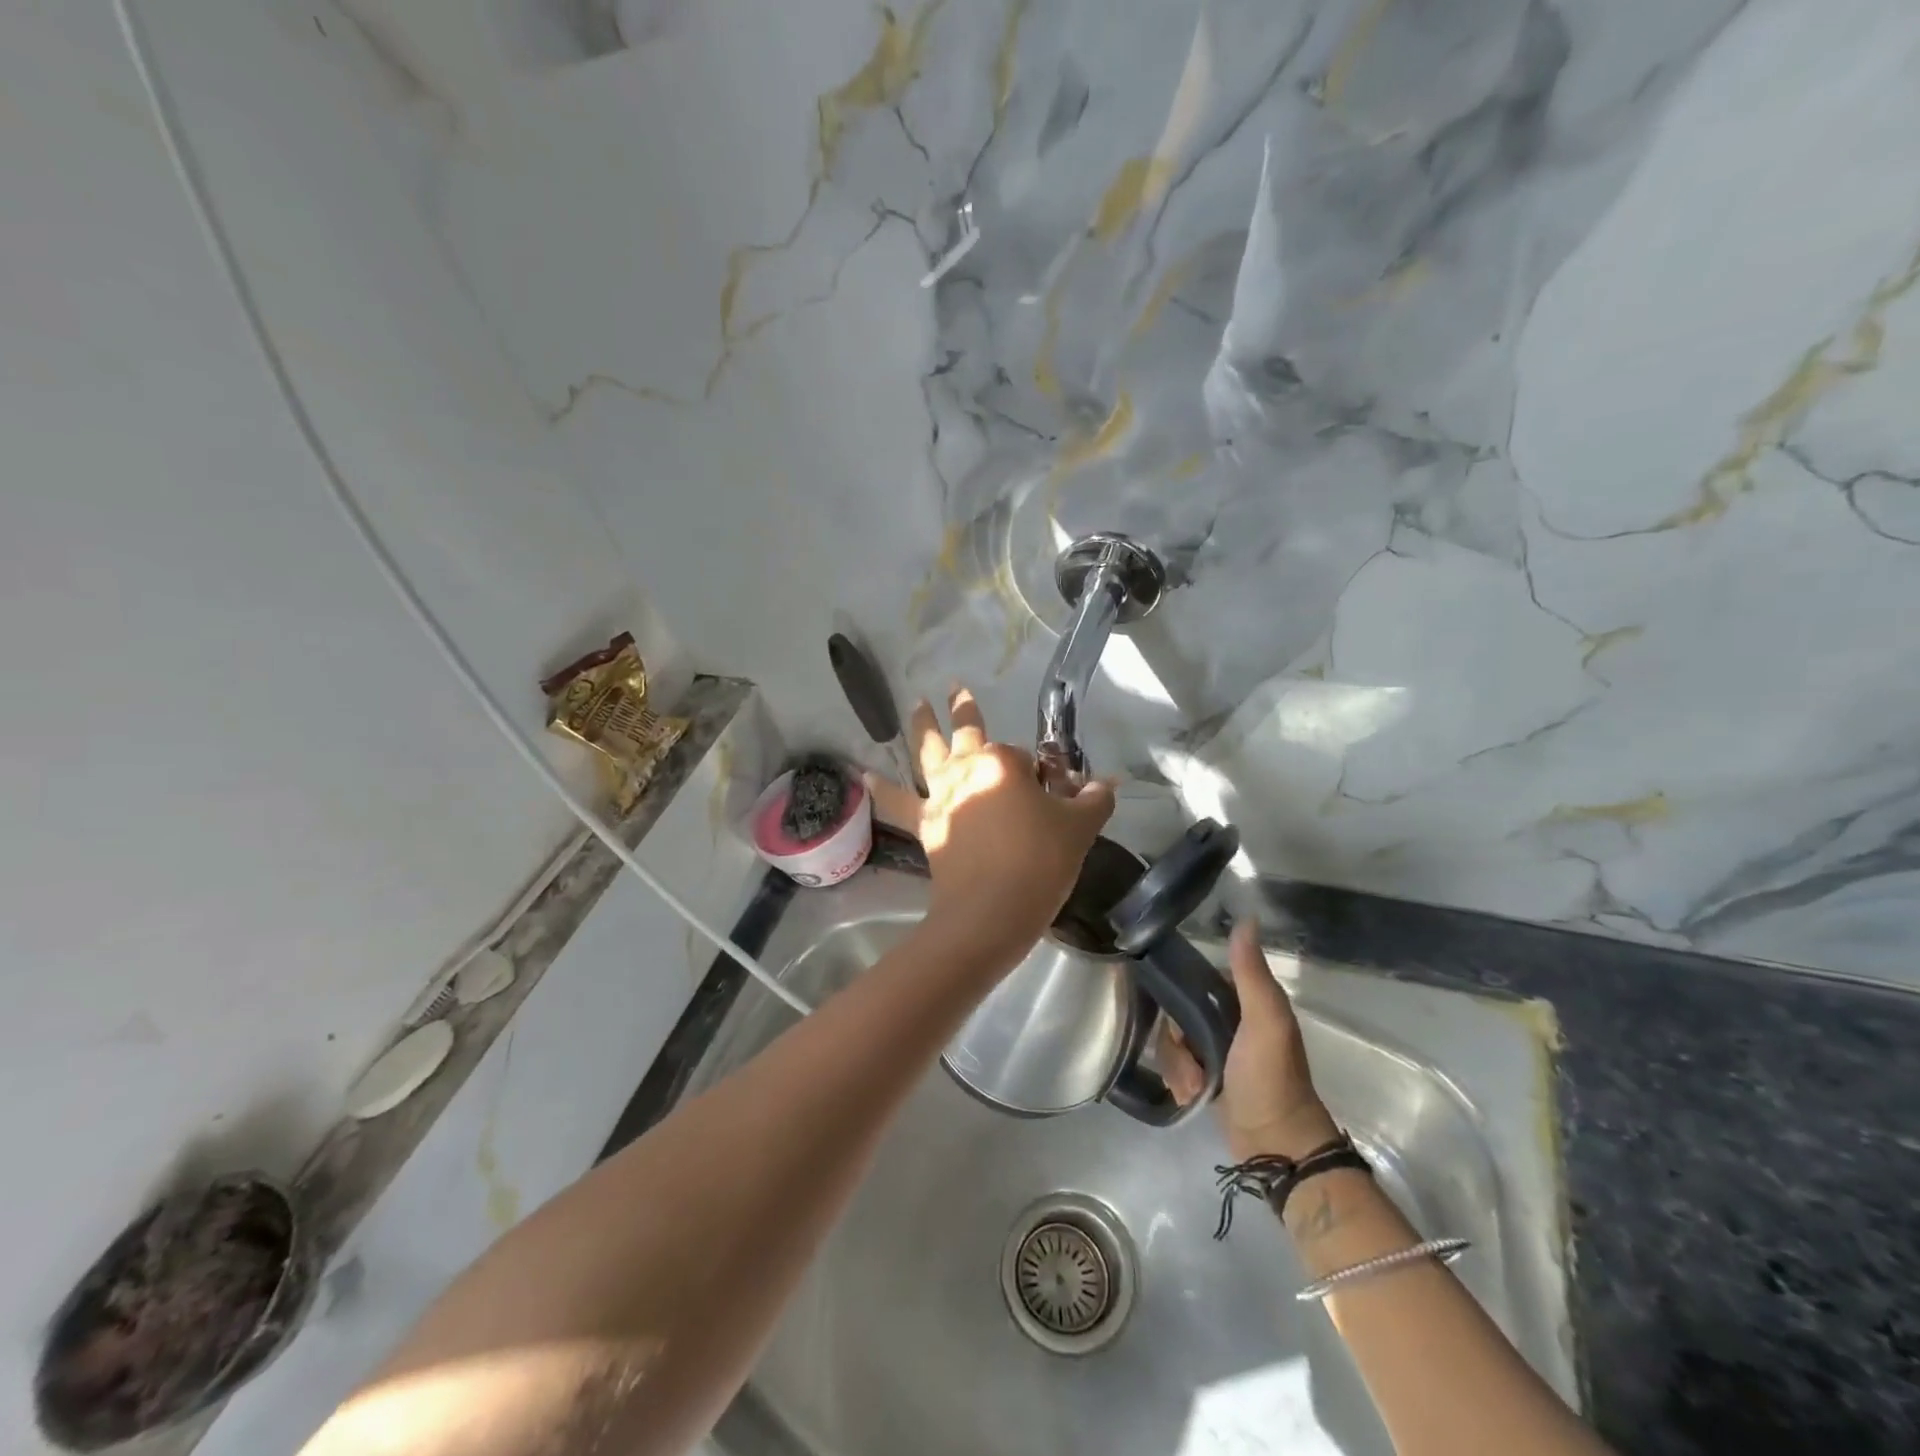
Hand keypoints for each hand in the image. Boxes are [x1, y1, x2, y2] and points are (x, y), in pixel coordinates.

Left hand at [866, 686, 1114, 952]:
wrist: (991, 912)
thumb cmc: (1039, 862)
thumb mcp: (1078, 828)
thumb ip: (1094, 800)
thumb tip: (1108, 783)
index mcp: (1004, 763)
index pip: (1026, 758)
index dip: (1041, 774)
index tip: (1053, 797)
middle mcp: (967, 769)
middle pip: (968, 732)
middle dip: (964, 709)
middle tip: (956, 687)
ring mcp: (942, 795)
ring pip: (928, 751)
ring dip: (922, 726)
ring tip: (917, 704)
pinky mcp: (925, 824)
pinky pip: (898, 801)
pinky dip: (881, 788)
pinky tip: (864, 775)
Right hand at [1161, 918, 1339, 1160]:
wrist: (1276, 1147)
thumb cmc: (1270, 1078)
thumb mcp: (1264, 1021)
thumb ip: (1251, 973)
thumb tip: (1247, 918)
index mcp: (1245, 1001)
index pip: (1196, 980)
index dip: (1181, 996)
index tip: (1180, 1021)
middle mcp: (1229, 1020)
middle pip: (1179, 1013)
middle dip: (1178, 1042)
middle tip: (1192, 1064)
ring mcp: (1218, 1050)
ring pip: (1174, 1041)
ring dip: (1178, 1065)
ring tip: (1194, 1087)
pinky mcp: (1207, 1077)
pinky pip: (1177, 1065)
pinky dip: (1179, 1080)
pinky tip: (1190, 1096)